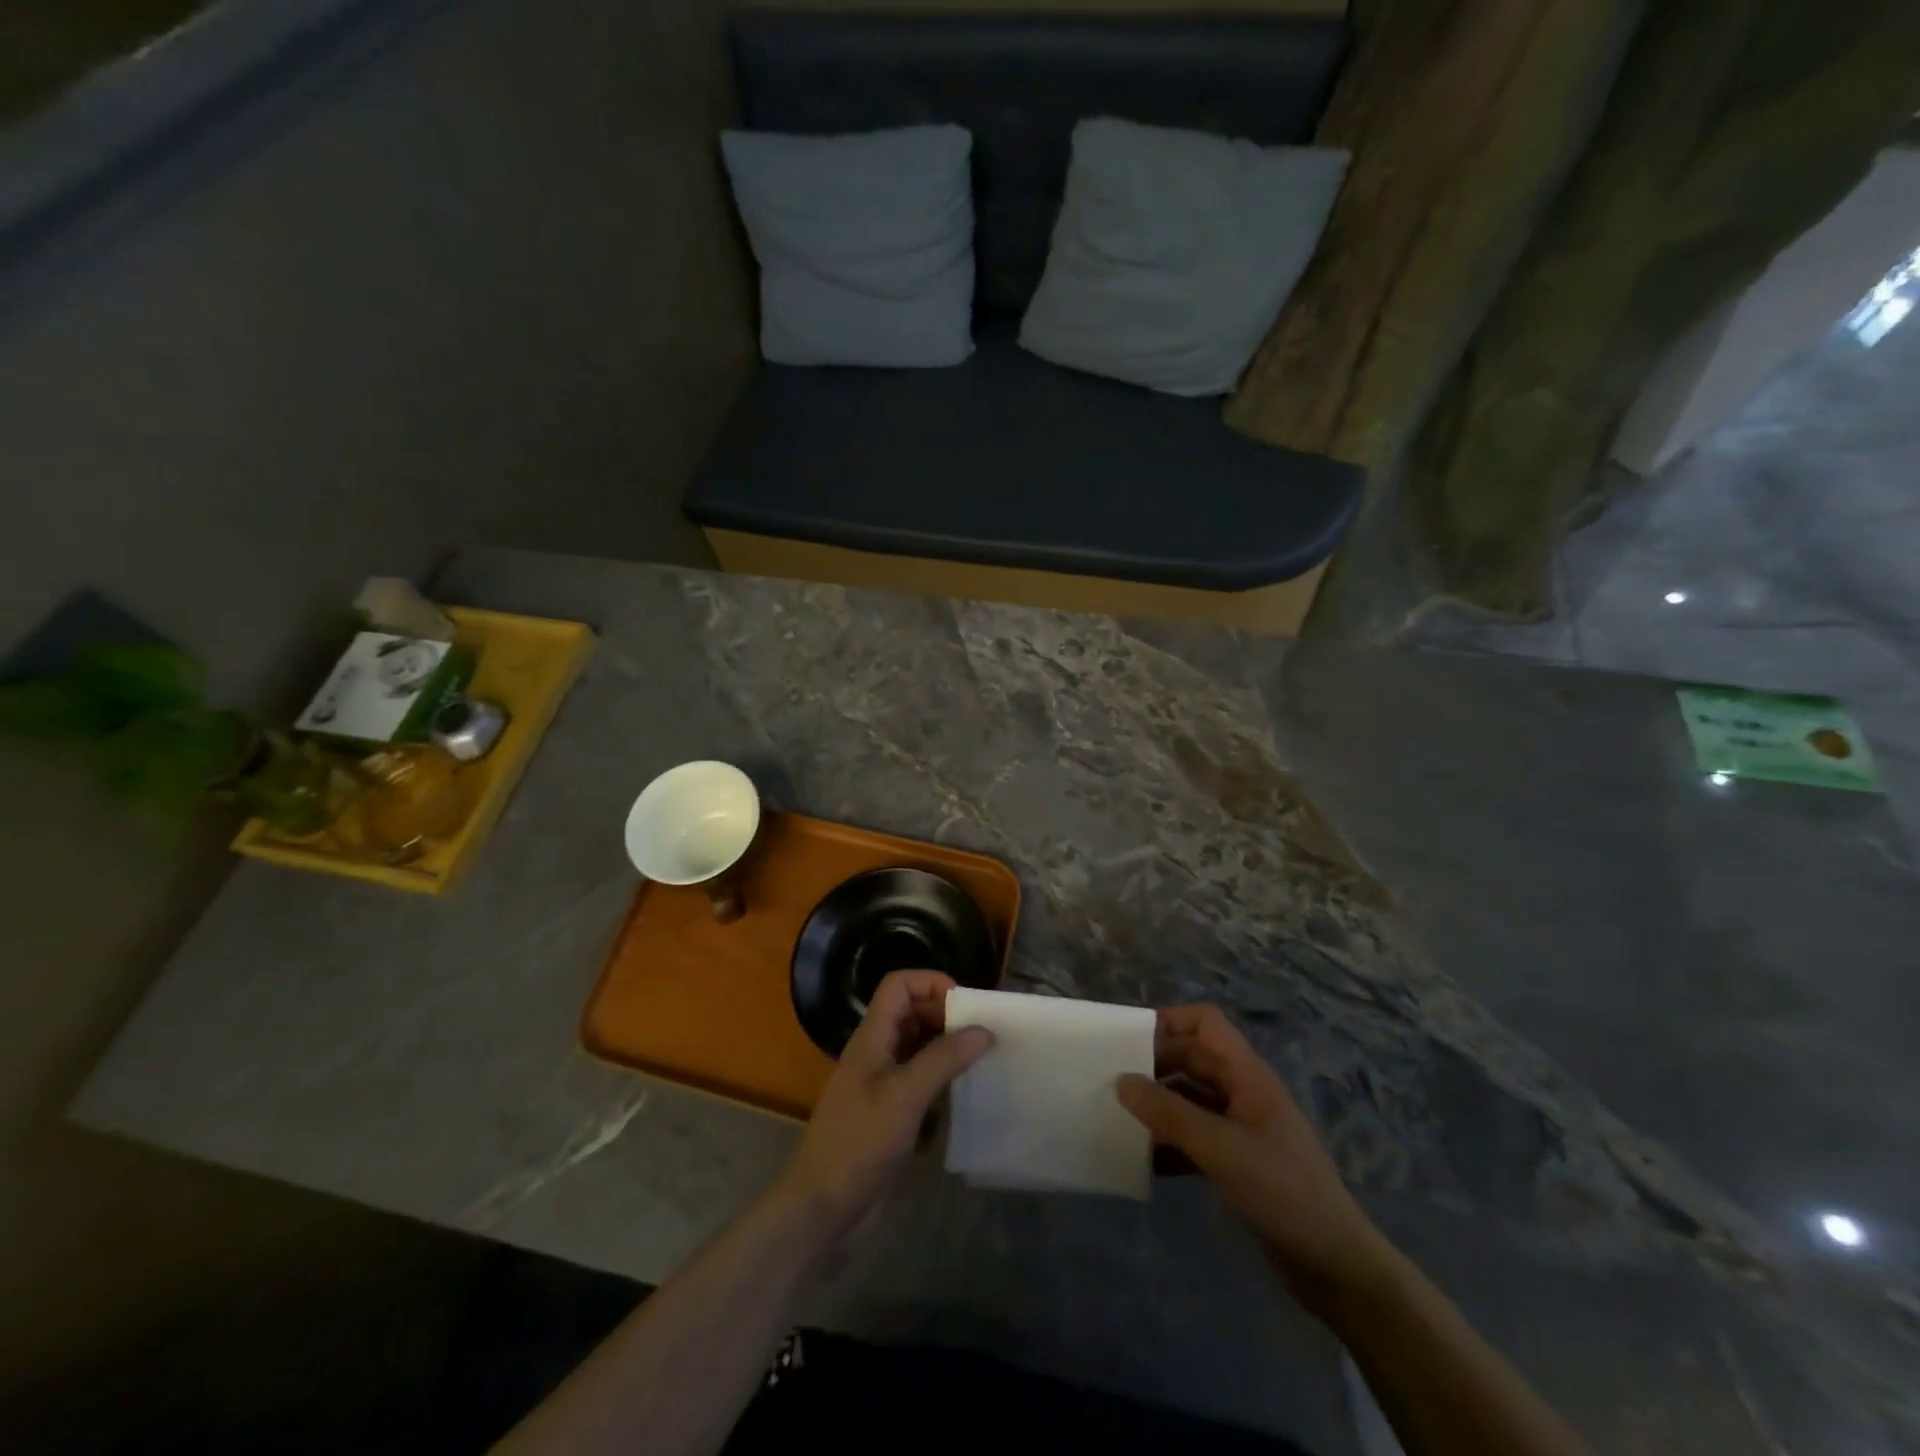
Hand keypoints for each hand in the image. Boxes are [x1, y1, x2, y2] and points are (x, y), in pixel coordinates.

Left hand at [774, 971, 992, 1240]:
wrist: (823, 1208)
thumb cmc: (860, 1142)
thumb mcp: (906, 1096)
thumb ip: (944, 1059)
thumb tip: (983, 1029)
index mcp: (872, 1037)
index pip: (898, 985)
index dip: (931, 983)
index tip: (966, 1005)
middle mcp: (875, 1053)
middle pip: (911, 1013)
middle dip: (946, 1016)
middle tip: (982, 1034)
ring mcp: (880, 1084)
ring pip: (917, 1047)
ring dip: (946, 1048)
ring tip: (980, 1060)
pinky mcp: (887, 1114)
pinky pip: (918, 1081)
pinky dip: (940, 1081)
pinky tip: (962, 1097)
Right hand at [1117, 1005, 1393, 1307]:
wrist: (1336, 1267)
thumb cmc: (1283, 1192)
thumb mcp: (1221, 1149)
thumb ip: (1169, 1113)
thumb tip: (1121, 1081)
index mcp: (1248, 1075)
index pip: (1206, 1023)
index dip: (1170, 1021)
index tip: (1130, 1040)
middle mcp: (1243, 1093)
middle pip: (1192, 1059)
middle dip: (1154, 1066)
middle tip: (1112, 1081)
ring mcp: (1241, 1129)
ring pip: (1189, 1099)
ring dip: (1158, 1106)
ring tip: (1118, 1118)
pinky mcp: (1236, 1163)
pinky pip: (1194, 1137)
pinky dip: (1169, 1142)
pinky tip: (1141, 1160)